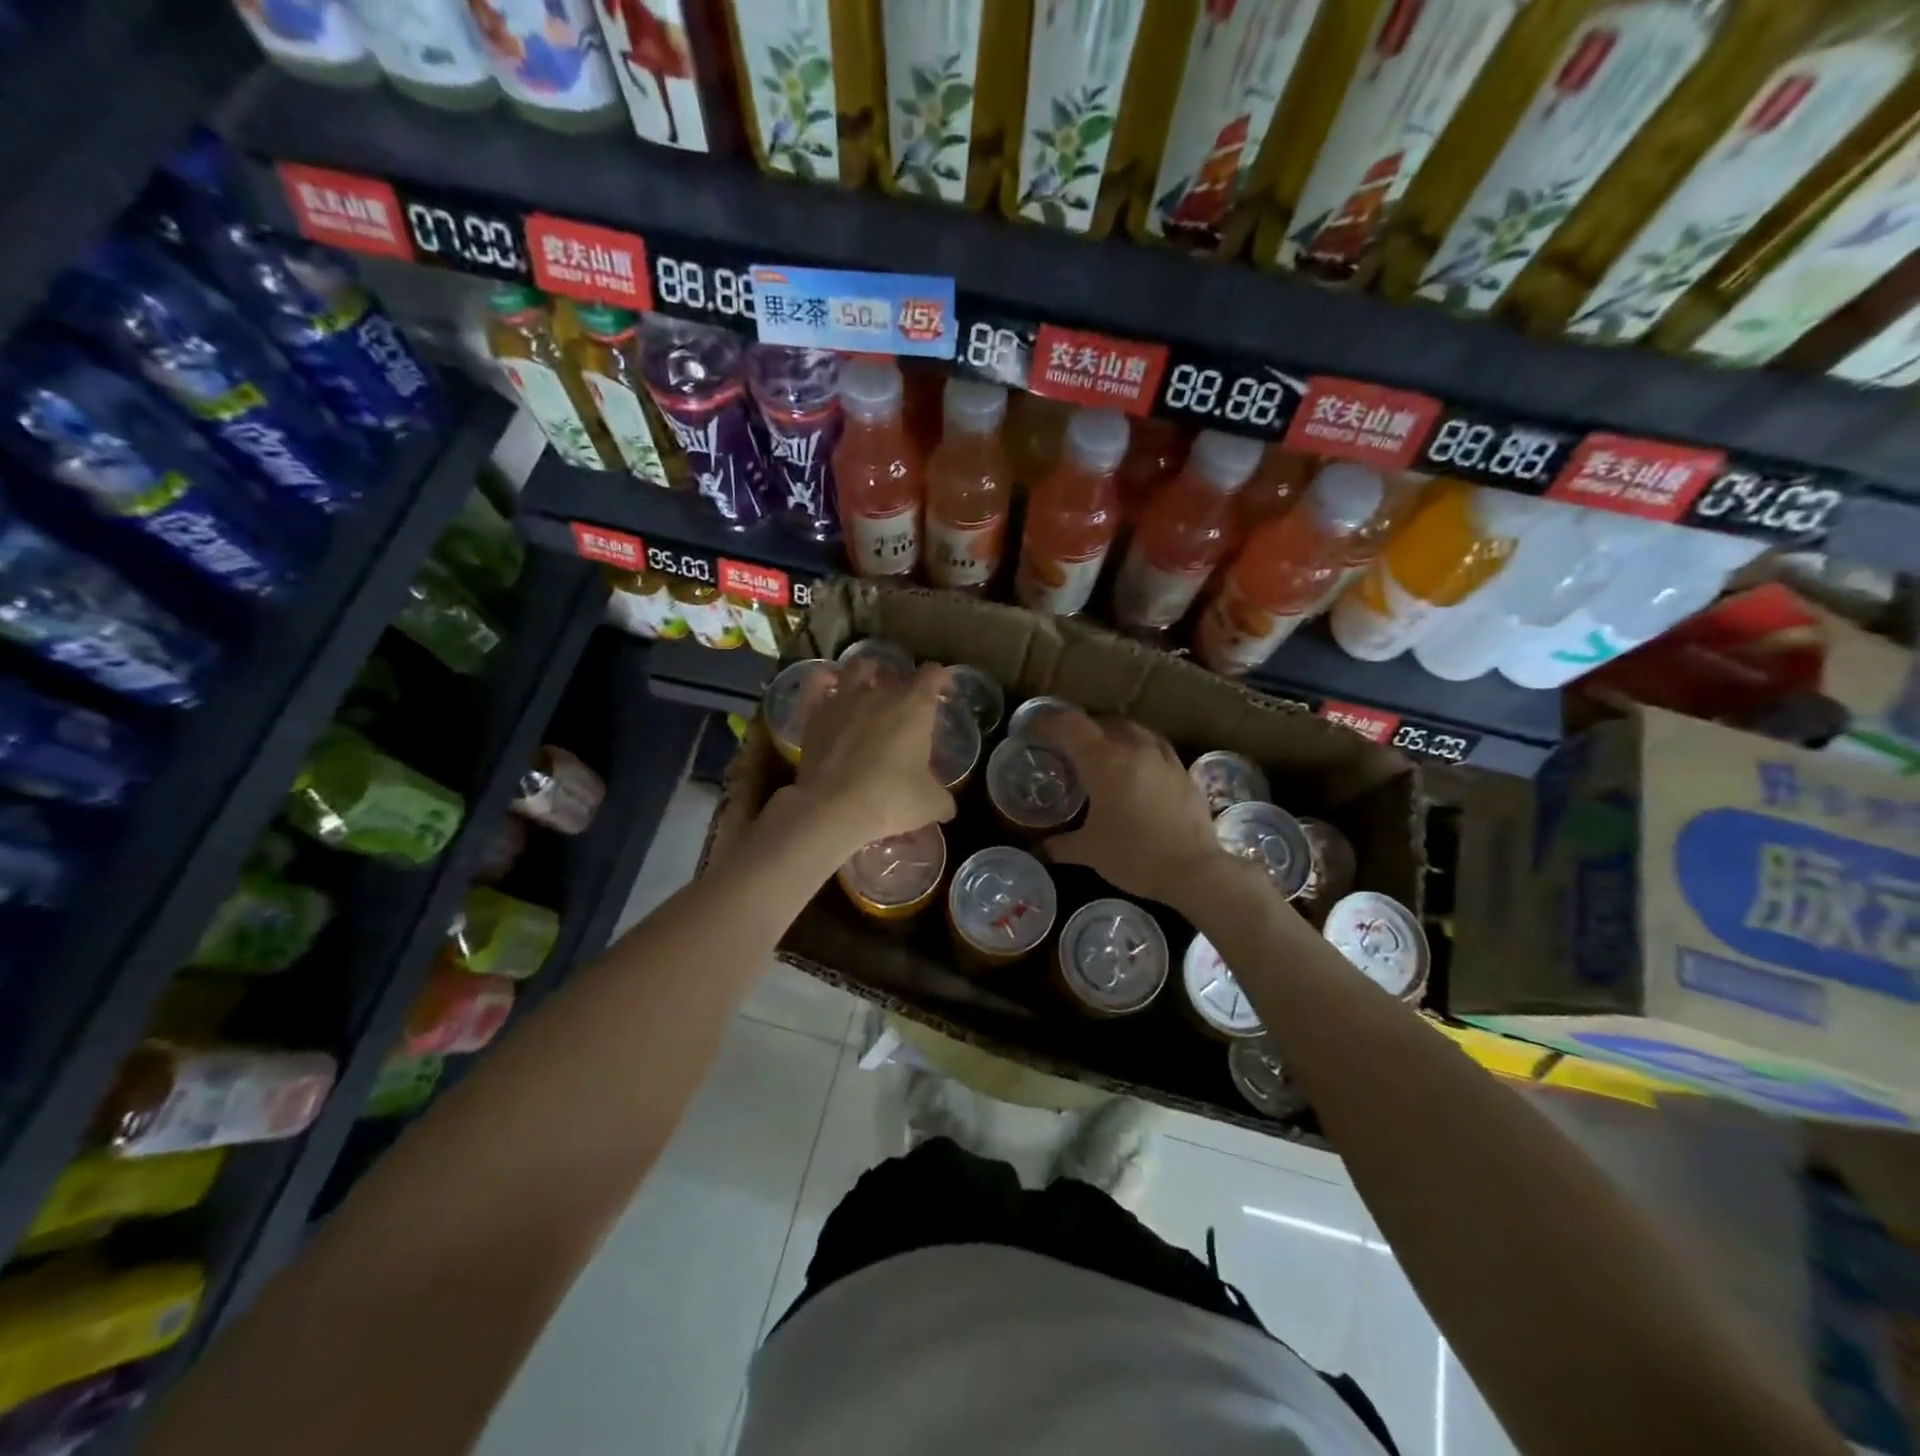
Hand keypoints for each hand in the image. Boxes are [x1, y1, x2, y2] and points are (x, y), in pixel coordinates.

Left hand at [779, 659, 956, 858]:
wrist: (833, 810)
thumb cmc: (890, 801)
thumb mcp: (931, 805)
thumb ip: (942, 798)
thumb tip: (946, 806)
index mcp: (914, 707)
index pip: (933, 674)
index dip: (942, 680)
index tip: (945, 693)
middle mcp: (879, 694)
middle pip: (895, 673)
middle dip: (903, 685)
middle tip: (906, 707)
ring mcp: (843, 701)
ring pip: (857, 668)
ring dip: (867, 673)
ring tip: (869, 686)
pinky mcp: (814, 715)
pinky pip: (817, 684)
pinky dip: (825, 681)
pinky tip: (830, 688)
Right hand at [1037, 710, 1228, 904]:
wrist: (1194, 870)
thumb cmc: (1134, 856)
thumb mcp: (1089, 851)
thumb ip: (1059, 845)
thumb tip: (1039, 848)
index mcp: (1104, 760)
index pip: (1069, 725)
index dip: (1046, 722)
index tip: (1031, 730)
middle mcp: (1133, 748)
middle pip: (1100, 721)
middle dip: (1078, 728)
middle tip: (1063, 746)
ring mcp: (1162, 756)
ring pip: (1131, 728)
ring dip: (1109, 733)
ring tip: (1099, 752)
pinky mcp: (1182, 770)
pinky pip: (1153, 745)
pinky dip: (1136, 747)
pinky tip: (1134, 767)